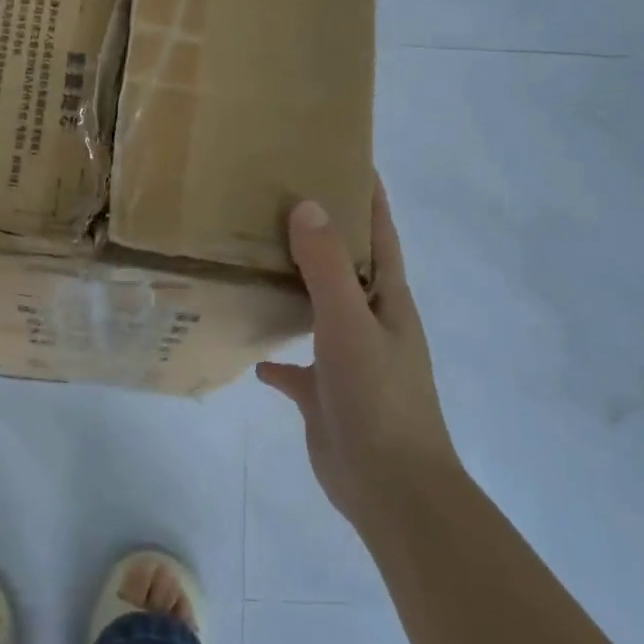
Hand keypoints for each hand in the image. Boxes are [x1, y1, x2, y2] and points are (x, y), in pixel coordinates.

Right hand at [257, 177, 456, 525]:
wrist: (390, 485)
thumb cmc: (378, 396)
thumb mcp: (350, 324)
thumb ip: (325, 268)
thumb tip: (307, 205)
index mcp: (387, 301)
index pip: (379, 236)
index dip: (368, 198)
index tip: (345, 158)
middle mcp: (370, 324)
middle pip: (345, 269)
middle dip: (322, 235)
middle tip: (280, 201)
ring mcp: (348, 360)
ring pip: (318, 312)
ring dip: (296, 289)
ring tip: (256, 261)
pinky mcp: (325, 395)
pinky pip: (297, 368)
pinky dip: (278, 357)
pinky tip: (253, 350)